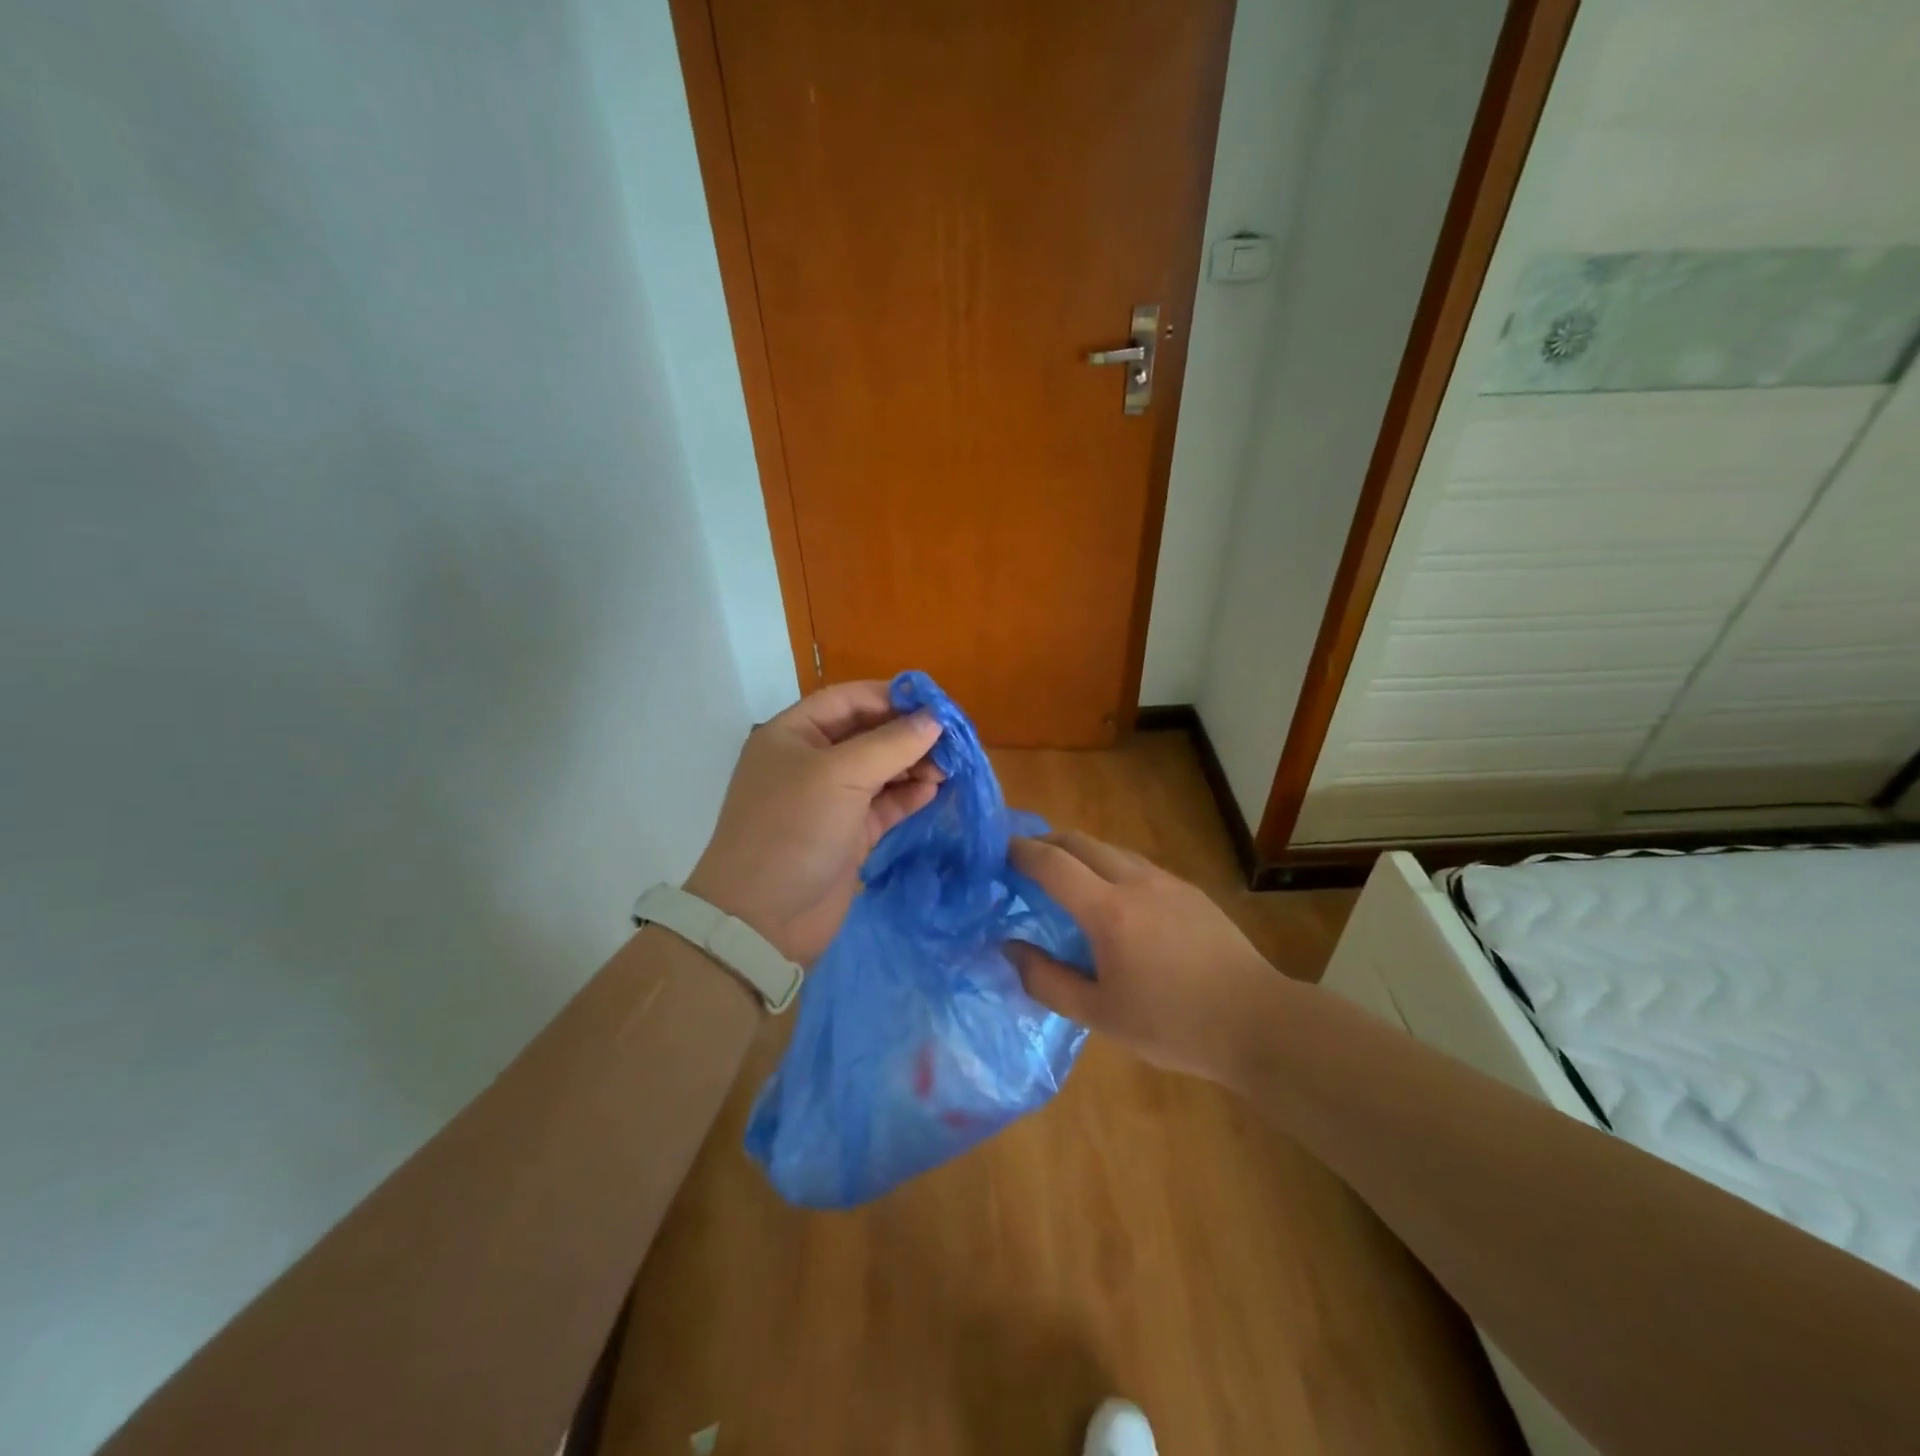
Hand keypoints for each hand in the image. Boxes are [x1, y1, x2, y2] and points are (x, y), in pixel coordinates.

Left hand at [685, 681, 943, 963]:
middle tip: (952, 741)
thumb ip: (891, 744)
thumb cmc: (793, 829)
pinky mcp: (847, 834)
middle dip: (908, 735)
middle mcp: (810, 761)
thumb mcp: (841, 775)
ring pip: (879, 771)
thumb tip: (935, 720)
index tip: (936, 705)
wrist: (763, 920)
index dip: (891, 697)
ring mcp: (829, 800)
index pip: (848, 700)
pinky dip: (907, 796)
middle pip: (868, 734)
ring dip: (913, 766)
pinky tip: (933, 791)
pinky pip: (883, 805)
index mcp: (793, 734)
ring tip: (948, 767)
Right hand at [1006, 831, 1287, 1084]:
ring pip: (1111, 849)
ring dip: (1079, 851)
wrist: (1257, 1022)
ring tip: (1064, 875)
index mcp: (1109, 912)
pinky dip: (1109, 865)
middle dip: (1046, 842)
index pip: (1052, 863)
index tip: (997, 852)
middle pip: (1080, 841)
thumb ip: (1047, 981)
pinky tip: (1112, 896)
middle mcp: (1136, 882)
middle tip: (1023, 859)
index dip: (1020, 852)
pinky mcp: (1190, 891)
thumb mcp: (1100, 1015)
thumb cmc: (1173, 1025)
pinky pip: (1137, 864)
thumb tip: (1009, 948)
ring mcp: (1167, 881)